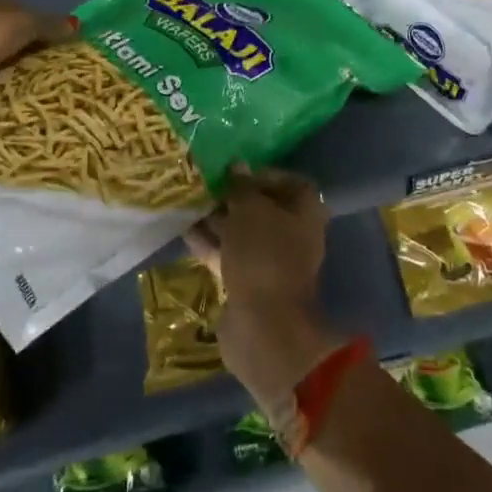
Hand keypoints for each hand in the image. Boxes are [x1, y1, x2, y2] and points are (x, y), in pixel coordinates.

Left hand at [0, 0, 77, 122]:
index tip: (58, 38)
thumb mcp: (23, 25)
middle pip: (6, 26)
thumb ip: (50, 24)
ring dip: (11, 63)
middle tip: (52, 62)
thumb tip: (77, 25)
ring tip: (36, 82)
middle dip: (26, 42)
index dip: (38, 16)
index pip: (18, 0)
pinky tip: (10, 91)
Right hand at [186, 167, 339, 408]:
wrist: (263, 325)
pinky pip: (230, 256)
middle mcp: (294, 235)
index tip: (235, 172)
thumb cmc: (263, 255)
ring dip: (219, 220)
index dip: (264, 174)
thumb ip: (242, 186)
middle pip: (264, 208)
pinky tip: (185, 231)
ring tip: (189, 204)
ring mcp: (272, 262)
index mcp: (306, 213)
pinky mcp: (250, 283)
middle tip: (205, 186)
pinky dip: (211, 244)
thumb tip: (237, 166)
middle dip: (234, 197)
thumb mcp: (250, 210)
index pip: (291, 182)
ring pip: (244, 233)